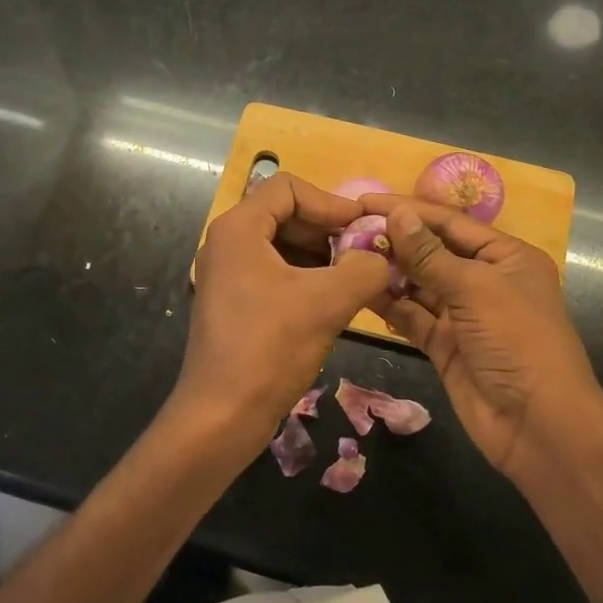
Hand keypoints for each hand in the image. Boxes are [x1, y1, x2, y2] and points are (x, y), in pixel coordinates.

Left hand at [179, 173, 390, 451]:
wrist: (221, 415)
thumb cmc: (270, 348)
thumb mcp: (327, 302)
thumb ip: (364, 268)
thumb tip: (381, 257)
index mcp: (238, 229)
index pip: (288, 188)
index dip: (330, 202)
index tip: (363, 230)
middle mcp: (227, 243)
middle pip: (284, 214)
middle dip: (327, 231)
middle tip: (364, 255)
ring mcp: (228, 274)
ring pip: (282, 246)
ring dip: (320, 256)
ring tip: (354, 279)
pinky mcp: (234, 303)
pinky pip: (274, 273)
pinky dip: (305, 279)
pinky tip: (332, 302)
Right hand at [363, 196, 602, 478]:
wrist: (537, 424)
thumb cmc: (517, 341)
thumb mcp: (474, 288)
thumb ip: (429, 254)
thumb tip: (397, 214)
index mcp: (506, 257)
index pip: (450, 223)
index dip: (408, 210)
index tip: (364, 202)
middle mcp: (485, 280)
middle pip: (431, 251)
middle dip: (393, 240)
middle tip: (346, 229)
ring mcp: (463, 315)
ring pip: (418, 284)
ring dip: (387, 271)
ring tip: (345, 256)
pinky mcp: (444, 345)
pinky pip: (412, 317)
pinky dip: (389, 304)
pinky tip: (360, 290)